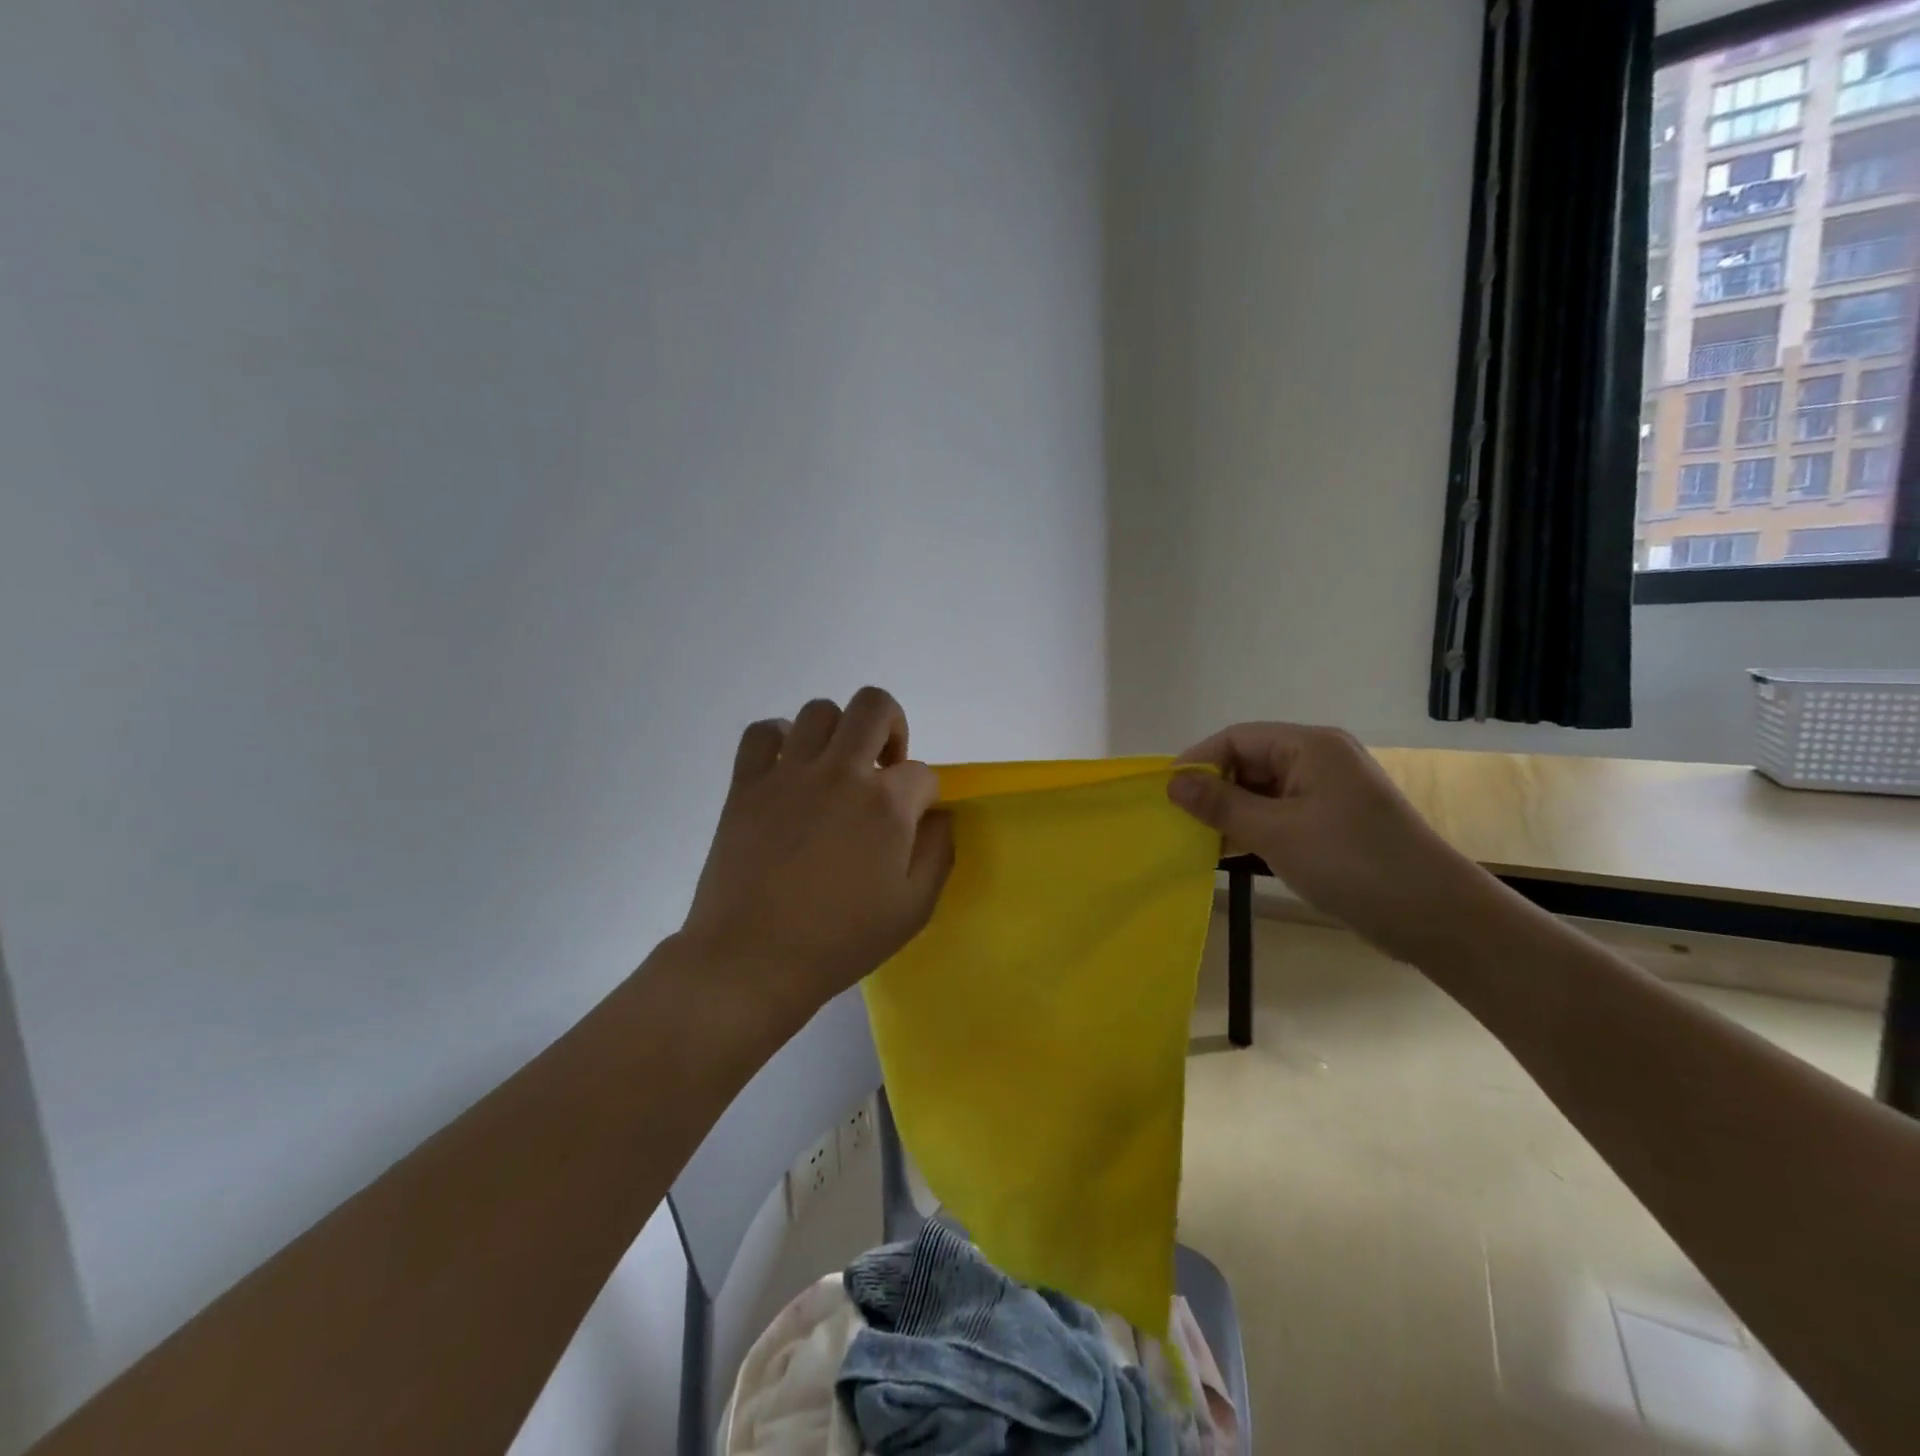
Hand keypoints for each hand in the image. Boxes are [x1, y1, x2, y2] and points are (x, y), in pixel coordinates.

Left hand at [681, 688, 954, 1015]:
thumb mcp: (914, 909)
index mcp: (885, 804)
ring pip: (820, 710)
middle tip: (885, 767)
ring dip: (839, 732)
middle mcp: (840, 773)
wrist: (753, 960)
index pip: (922, 773)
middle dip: (893, 727)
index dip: (924, 796)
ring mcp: (789, 774)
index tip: (911, 825)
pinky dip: (780, 739)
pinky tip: (788, 770)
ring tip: (835, 769)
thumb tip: (938, 815)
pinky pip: (762, 732)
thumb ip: (937, 853)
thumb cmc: (840, 941)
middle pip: (874, 706)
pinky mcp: (746, 785)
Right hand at [1169, 723, 1489, 964]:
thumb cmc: (1352, 863)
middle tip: (1177, 821)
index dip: (1198, 762)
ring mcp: (1328, 792)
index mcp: (1309, 746)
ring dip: (1230, 813)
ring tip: (1195, 840)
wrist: (1435, 916)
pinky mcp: (1334, 823)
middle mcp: (1319, 760)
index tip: (1165, 794)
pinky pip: (1280, 814)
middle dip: (1213, 789)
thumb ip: (1221, 804)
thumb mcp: (1276, 831)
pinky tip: (1227, 852)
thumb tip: (1173, 782)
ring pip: (1262, 791)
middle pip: (1249, 762)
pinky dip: (1253, 829)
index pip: (1237, 738)